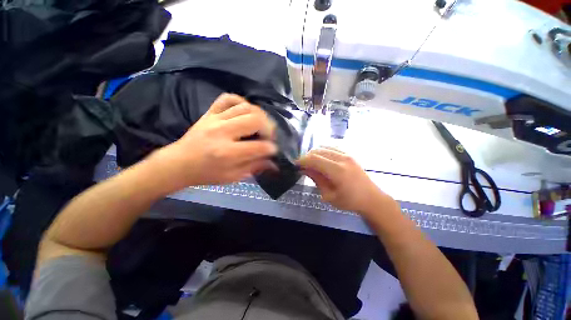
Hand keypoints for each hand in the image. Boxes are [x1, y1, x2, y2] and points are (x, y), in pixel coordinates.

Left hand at [150, 93, 277, 191]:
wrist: (178, 163)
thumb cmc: (206, 174)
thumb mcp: (232, 177)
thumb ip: (254, 167)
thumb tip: (274, 163)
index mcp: (227, 153)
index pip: (259, 146)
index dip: (271, 148)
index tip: (274, 150)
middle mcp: (222, 132)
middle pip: (255, 120)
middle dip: (269, 128)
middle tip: (270, 135)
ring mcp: (215, 119)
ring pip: (245, 107)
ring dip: (259, 115)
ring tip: (261, 124)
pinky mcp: (209, 113)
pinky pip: (227, 98)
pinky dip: (240, 101)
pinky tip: (245, 111)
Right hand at [299, 147, 395, 213]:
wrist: (371, 198)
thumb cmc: (349, 201)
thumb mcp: (329, 195)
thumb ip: (316, 179)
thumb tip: (304, 169)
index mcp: (338, 171)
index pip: (314, 159)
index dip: (302, 160)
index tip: (295, 164)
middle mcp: (342, 159)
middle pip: (318, 151)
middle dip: (307, 156)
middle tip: (302, 165)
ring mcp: (347, 154)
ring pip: (325, 147)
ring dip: (314, 153)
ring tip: (310, 162)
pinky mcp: (350, 154)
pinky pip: (332, 147)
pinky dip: (323, 151)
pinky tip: (321, 158)